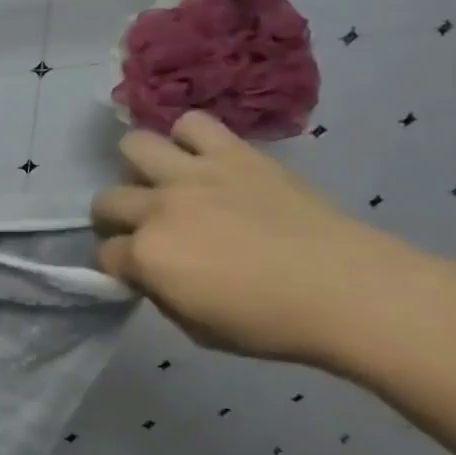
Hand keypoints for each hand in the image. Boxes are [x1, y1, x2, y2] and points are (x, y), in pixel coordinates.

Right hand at [90, 111, 455, 370]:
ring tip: (164, 184)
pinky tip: (203, 160)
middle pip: (106, 200)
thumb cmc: (273, 323)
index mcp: (149, 256)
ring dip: (141, 169)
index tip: (135, 272)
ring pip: (134, 146)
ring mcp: (193, 174)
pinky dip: (190, 139)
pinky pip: (193, 124)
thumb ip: (161, 294)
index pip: (106, 254)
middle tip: (143, 230)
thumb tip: (148, 274)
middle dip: (115, 219)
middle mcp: (159, 207)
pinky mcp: (232, 152)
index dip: (118, 266)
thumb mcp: (198, 330)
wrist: (349, 290)